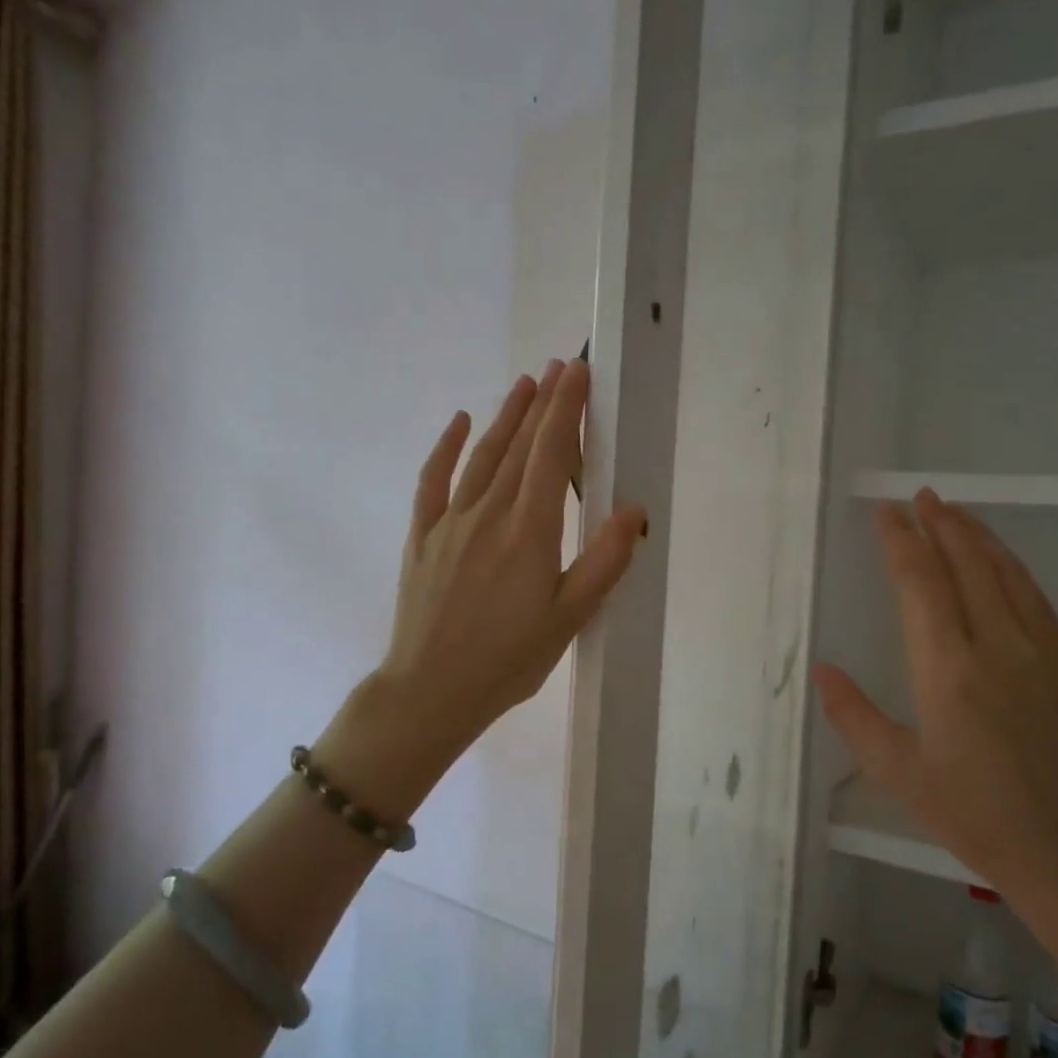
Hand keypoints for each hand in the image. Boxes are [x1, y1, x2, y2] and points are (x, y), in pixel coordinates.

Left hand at [315, 360, 645, 810]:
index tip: (577, 374)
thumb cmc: (508, 659)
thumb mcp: (569, 618)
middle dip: (543, 404)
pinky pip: (434, 481)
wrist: (430, 690)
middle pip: (519, 446)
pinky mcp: (423, 537)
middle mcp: (488, 513)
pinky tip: (458, 422)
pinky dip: (446, 447)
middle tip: (559, 367)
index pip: (551, 455)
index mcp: (529, 531)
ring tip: (524, 384)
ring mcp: (450, 522)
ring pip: (482, 456)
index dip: (566, 410)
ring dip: (505, 417)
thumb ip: (604, 562)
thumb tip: (634, 511)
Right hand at [812, 490, 1057, 918]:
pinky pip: (1035, 598)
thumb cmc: (975, 815)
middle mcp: (995, 646)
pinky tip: (1003, 560)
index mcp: (947, 670)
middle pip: (966, 565)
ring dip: (978, 536)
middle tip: (920, 495)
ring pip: (1005, 574)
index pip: (920, 584)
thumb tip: (823, 670)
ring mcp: (1039, 652)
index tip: (886, 512)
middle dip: (941, 524)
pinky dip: (1013, 566)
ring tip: (955, 511)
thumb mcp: (899, 773)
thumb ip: (854, 716)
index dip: (901, 542)